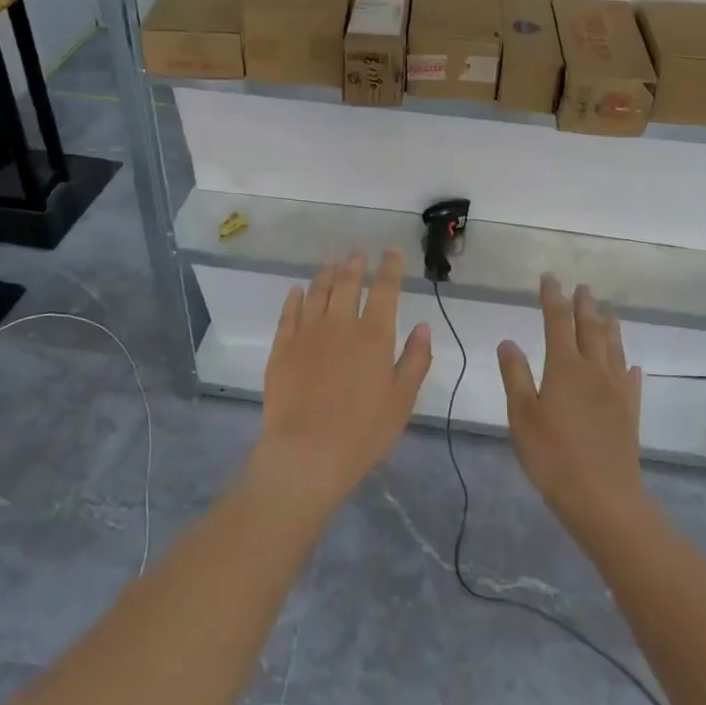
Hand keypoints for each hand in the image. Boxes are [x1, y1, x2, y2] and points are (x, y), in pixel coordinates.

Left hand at [252, 248, 432, 518]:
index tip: (392, 251)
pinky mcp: (282, 347)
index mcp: (374, 335)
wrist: (306, 453)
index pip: (385, 289)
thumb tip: (423, 326)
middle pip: (348, 282)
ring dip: (327, 272)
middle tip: (359, 251)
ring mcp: (307, 333)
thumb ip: (416, 360)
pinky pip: (289, 312)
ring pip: (318, 291)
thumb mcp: (402, 400)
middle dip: (356, 263)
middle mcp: (341, 324)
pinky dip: (296, 297)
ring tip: (332, 260)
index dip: (390, 267)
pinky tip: (298, 289)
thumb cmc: (363, 432)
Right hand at [498, 275, 646, 537]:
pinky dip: (628, 366)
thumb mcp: (522, 416)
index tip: (549, 278)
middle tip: (582, 287)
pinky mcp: (630, 412)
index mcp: (565, 367)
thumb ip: (515, 376)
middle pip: (590, 328)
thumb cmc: (553, 457)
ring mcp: (617, 391)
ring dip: (609, 327)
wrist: (603, 499)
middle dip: (584, 305)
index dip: (552, 297)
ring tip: (607, 312)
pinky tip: (631, 366)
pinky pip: (631, 379)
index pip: (558, 321)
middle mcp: (594, 370)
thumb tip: (508, 342)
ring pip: (614, 348)